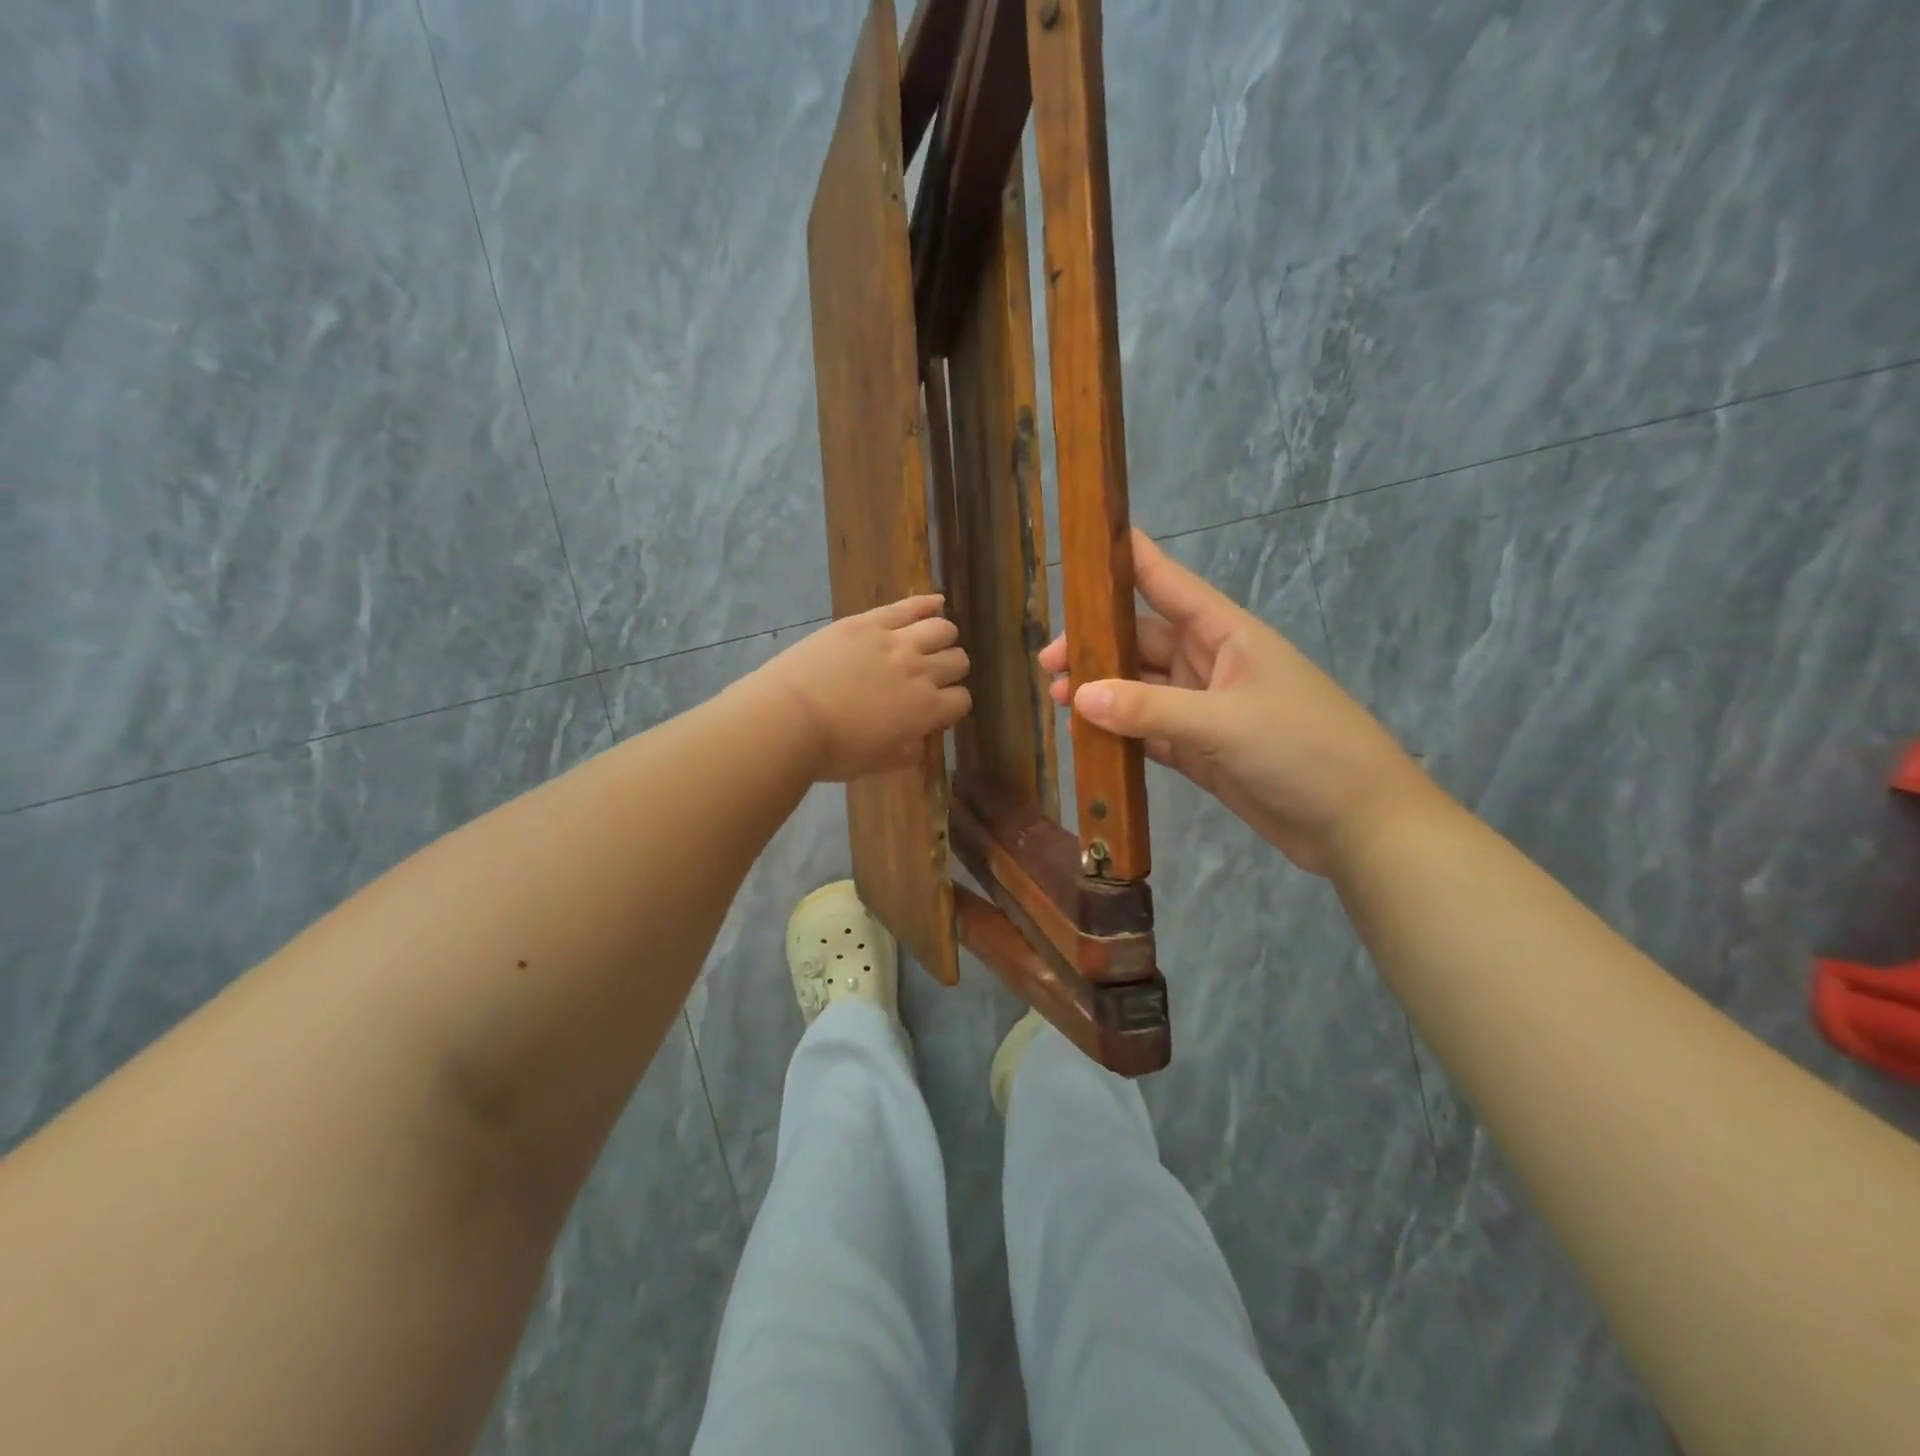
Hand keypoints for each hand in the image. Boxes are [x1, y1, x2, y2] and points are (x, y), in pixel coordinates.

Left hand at [747, 595, 970, 781]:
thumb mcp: (877, 764)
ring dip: (944, 637)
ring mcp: (896, 642)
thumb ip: (906, 753)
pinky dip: (928, 602)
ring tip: (934, 641)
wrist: (789, 719)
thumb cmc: (832, 751)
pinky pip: (909, 606)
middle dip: (951, 670)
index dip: (953, 706)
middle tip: (934, 675)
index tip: (939, 710)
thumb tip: (919, 742)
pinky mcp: (868, 622)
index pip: (961, 700)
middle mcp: (920, 672)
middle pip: (957, 661)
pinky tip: (937, 601)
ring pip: (942, 629)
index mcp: (926, 710)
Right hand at [1040, 530, 1439, 873]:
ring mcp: (1205, 710)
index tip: (1084, 547)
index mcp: (1226, 634)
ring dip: (1101, 692)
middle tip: (1048, 664)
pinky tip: (1086, 736)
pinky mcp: (1201, 751)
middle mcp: (1210, 664)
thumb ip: (1149, 708)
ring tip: (1057, 701)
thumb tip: (1080, 695)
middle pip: (1141, 641)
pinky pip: (1149, 732)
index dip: (1129, 560)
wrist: (1358, 824)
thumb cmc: (1303, 749)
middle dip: (1094, 647)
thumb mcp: (1224, 722)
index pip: (1167, 584)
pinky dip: (1119, 733)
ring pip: (1139, 689)